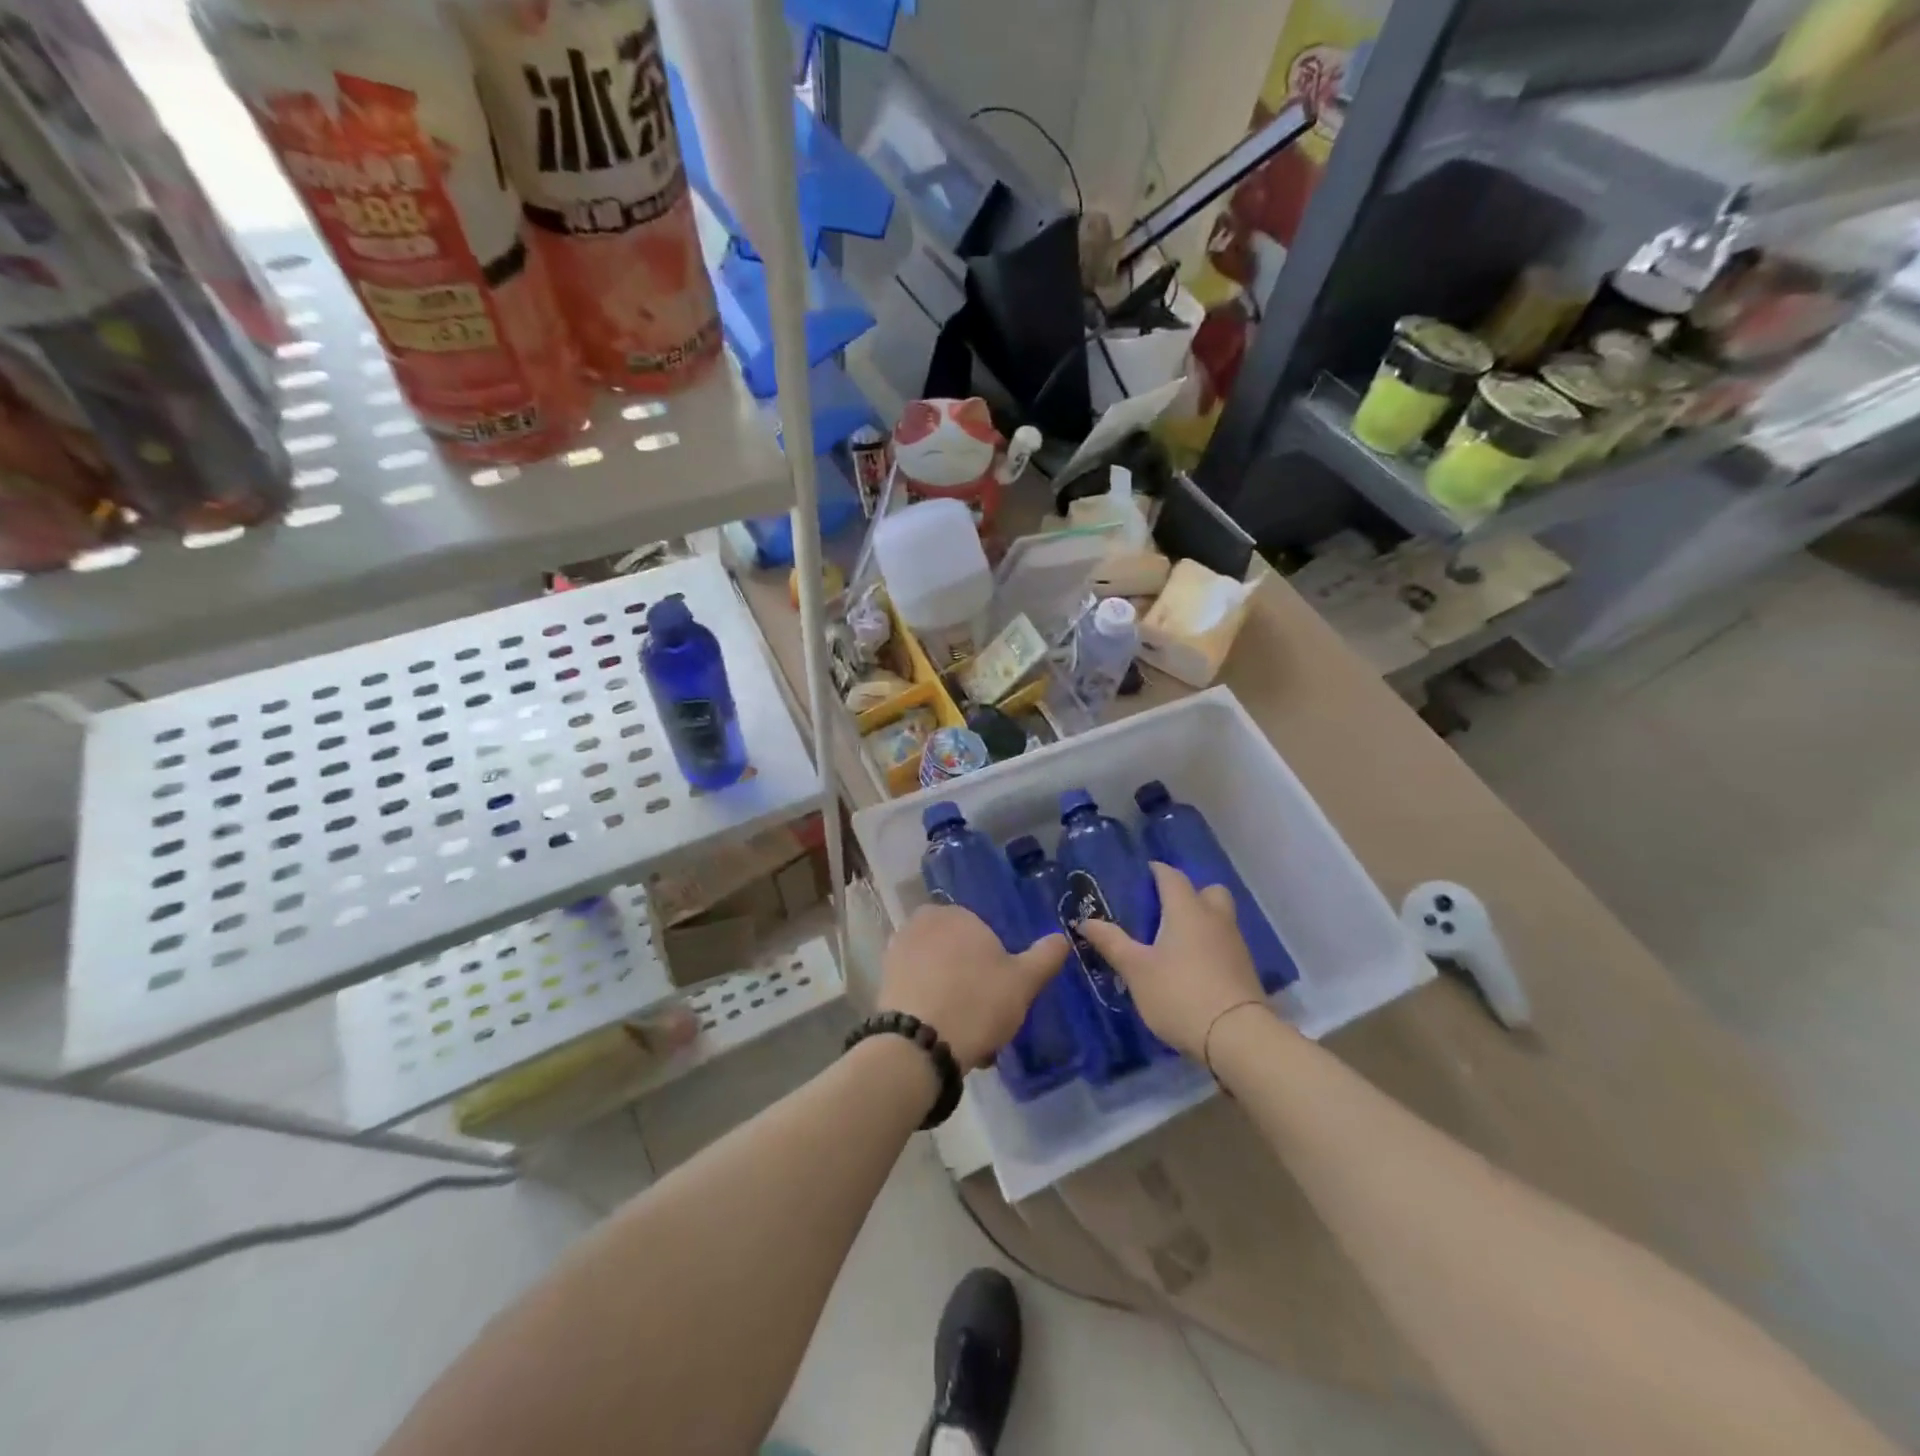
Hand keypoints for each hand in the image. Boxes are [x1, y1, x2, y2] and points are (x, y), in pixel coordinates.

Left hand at [879, 904, 1068, 1067]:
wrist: (918, 1045)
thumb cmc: (977, 1003)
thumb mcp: (1023, 982)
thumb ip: (1045, 956)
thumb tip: (1062, 937)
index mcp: (957, 913)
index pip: (983, 933)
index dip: (995, 965)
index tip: (1003, 994)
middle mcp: (923, 923)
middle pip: (958, 952)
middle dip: (972, 980)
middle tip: (988, 1016)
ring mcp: (899, 950)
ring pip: (938, 973)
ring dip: (952, 997)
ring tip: (969, 1035)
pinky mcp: (884, 980)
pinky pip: (918, 989)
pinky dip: (931, 1006)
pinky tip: (945, 1036)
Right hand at [1078, 862, 1267, 1059]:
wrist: (1237, 1037)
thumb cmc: (1179, 993)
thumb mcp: (1136, 969)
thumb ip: (1111, 942)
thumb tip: (1085, 921)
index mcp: (1186, 910)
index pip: (1172, 877)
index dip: (1157, 871)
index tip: (1143, 873)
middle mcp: (1215, 918)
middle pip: (1208, 891)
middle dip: (1189, 893)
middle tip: (1165, 909)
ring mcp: (1235, 944)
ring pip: (1220, 917)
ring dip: (1201, 920)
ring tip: (1175, 940)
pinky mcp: (1245, 970)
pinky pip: (1225, 943)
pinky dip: (1210, 945)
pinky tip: (1193, 966)